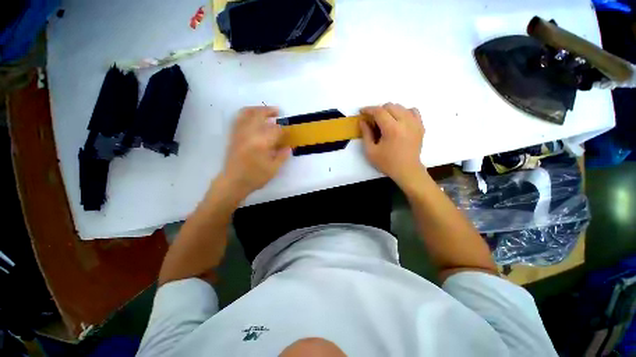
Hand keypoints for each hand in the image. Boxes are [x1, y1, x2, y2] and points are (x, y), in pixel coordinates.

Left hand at [219, 106, 290, 199]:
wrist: (233, 182)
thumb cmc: (255, 177)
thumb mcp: (273, 169)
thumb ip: (282, 156)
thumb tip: (289, 147)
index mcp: (261, 143)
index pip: (275, 130)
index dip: (283, 129)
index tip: (287, 131)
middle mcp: (249, 134)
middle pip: (259, 115)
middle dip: (270, 111)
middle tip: (278, 112)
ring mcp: (239, 133)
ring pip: (247, 113)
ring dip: (257, 109)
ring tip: (265, 110)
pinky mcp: (233, 135)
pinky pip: (238, 119)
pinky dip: (246, 114)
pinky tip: (251, 116)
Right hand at [359, 103, 424, 187]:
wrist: (407, 170)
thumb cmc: (387, 163)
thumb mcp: (370, 151)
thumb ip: (366, 134)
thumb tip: (362, 121)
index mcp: (392, 129)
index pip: (379, 111)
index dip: (369, 109)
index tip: (362, 111)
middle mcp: (405, 122)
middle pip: (390, 106)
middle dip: (379, 110)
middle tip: (373, 120)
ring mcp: (415, 123)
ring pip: (401, 107)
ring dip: (390, 111)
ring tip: (385, 121)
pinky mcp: (420, 126)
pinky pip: (412, 111)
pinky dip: (403, 112)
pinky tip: (399, 121)